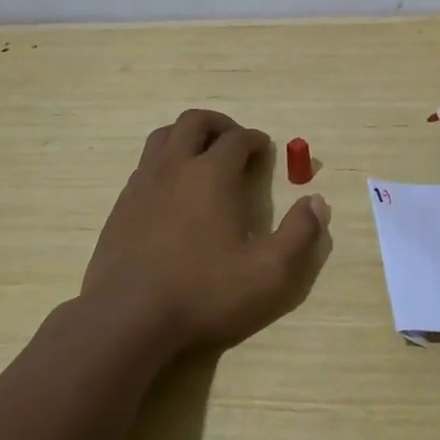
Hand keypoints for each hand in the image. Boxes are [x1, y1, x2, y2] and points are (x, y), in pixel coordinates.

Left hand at [82, 108, 330, 355]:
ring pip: (163, 137)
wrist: (127, 319)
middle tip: (236, 143)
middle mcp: (175, 166)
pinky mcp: (121, 205)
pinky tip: (173, 193)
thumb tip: (317, 202)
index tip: (266, 152)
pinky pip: (145, 165)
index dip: (256, 140)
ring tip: (203, 158)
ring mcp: (142, 183)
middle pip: (195, 121)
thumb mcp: (269, 272)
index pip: (238, 138)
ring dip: (188, 137)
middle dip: (220, 125)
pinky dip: (165, 163)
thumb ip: (300, 234)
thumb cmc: (204, 292)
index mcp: (212, 173)